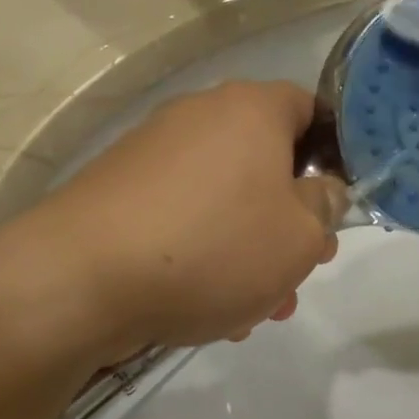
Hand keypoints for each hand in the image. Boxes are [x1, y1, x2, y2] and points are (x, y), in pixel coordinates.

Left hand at [0, 81, 345, 361]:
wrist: (81, 280)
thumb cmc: (214, 247)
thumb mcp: (300, 237)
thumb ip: (327, 207)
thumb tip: (322, 191)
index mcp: (250, 109)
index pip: (310, 109)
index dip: (334, 156)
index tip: (337, 205)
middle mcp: (199, 117)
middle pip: (266, 164)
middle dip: (290, 222)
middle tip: (300, 271)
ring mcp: (152, 154)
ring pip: (225, 200)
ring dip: (249, 251)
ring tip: (254, 310)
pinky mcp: (118, 193)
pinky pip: (182, 218)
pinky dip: (203, 254)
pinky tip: (207, 308)